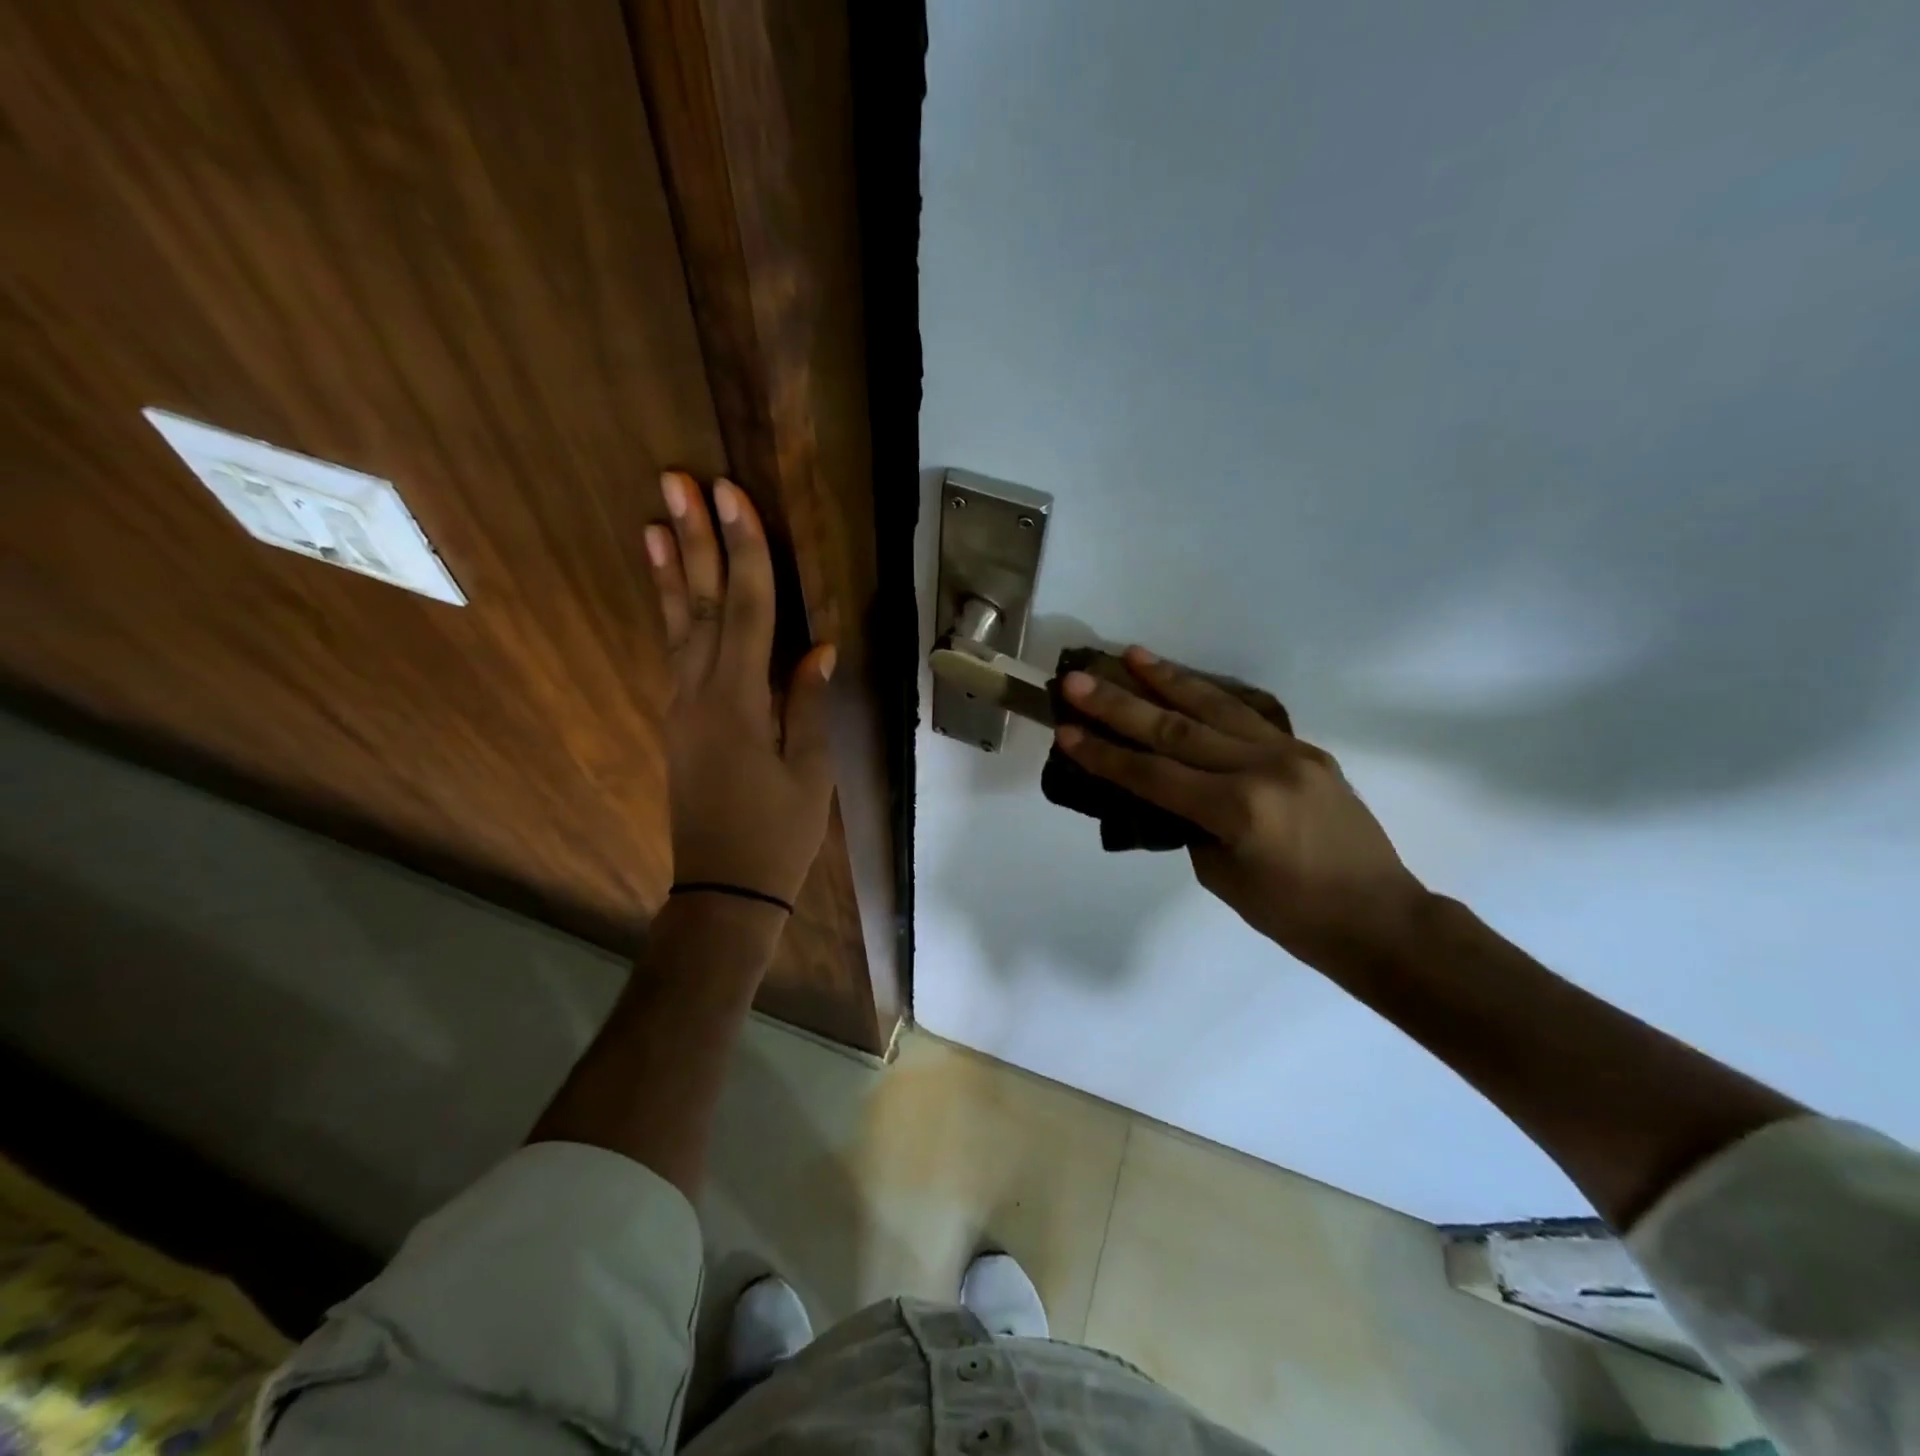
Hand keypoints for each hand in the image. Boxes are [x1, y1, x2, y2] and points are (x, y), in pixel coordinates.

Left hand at [645, 472, 835, 906]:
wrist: (724, 888)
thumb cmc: (778, 833)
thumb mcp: (810, 770)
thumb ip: (807, 702)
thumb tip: (819, 647)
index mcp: (740, 701)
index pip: (747, 609)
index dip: (744, 549)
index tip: (732, 494)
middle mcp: (701, 692)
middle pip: (703, 603)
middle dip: (694, 539)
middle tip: (677, 480)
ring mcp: (682, 705)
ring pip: (678, 624)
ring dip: (671, 568)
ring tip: (654, 518)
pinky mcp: (679, 720)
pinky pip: (674, 652)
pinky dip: (671, 613)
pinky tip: (670, 589)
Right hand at [1055, 647, 1427, 969]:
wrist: (1381, 917)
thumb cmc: (1294, 916)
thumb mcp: (1222, 876)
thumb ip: (1190, 824)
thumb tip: (1168, 789)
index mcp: (1238, 810)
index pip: (1153, 774)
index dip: (1104, 753)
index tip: (1065, 729)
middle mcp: (1262, 770)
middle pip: (1176, 729)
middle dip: (1120, 704)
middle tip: (1079, 680)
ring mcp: (1290, 753)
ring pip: (1216, 707)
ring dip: (1168, 679)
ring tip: (1132, 654)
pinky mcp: (1306, 750)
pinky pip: (1248, 717)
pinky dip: (1211, 697)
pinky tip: (1186, 683)